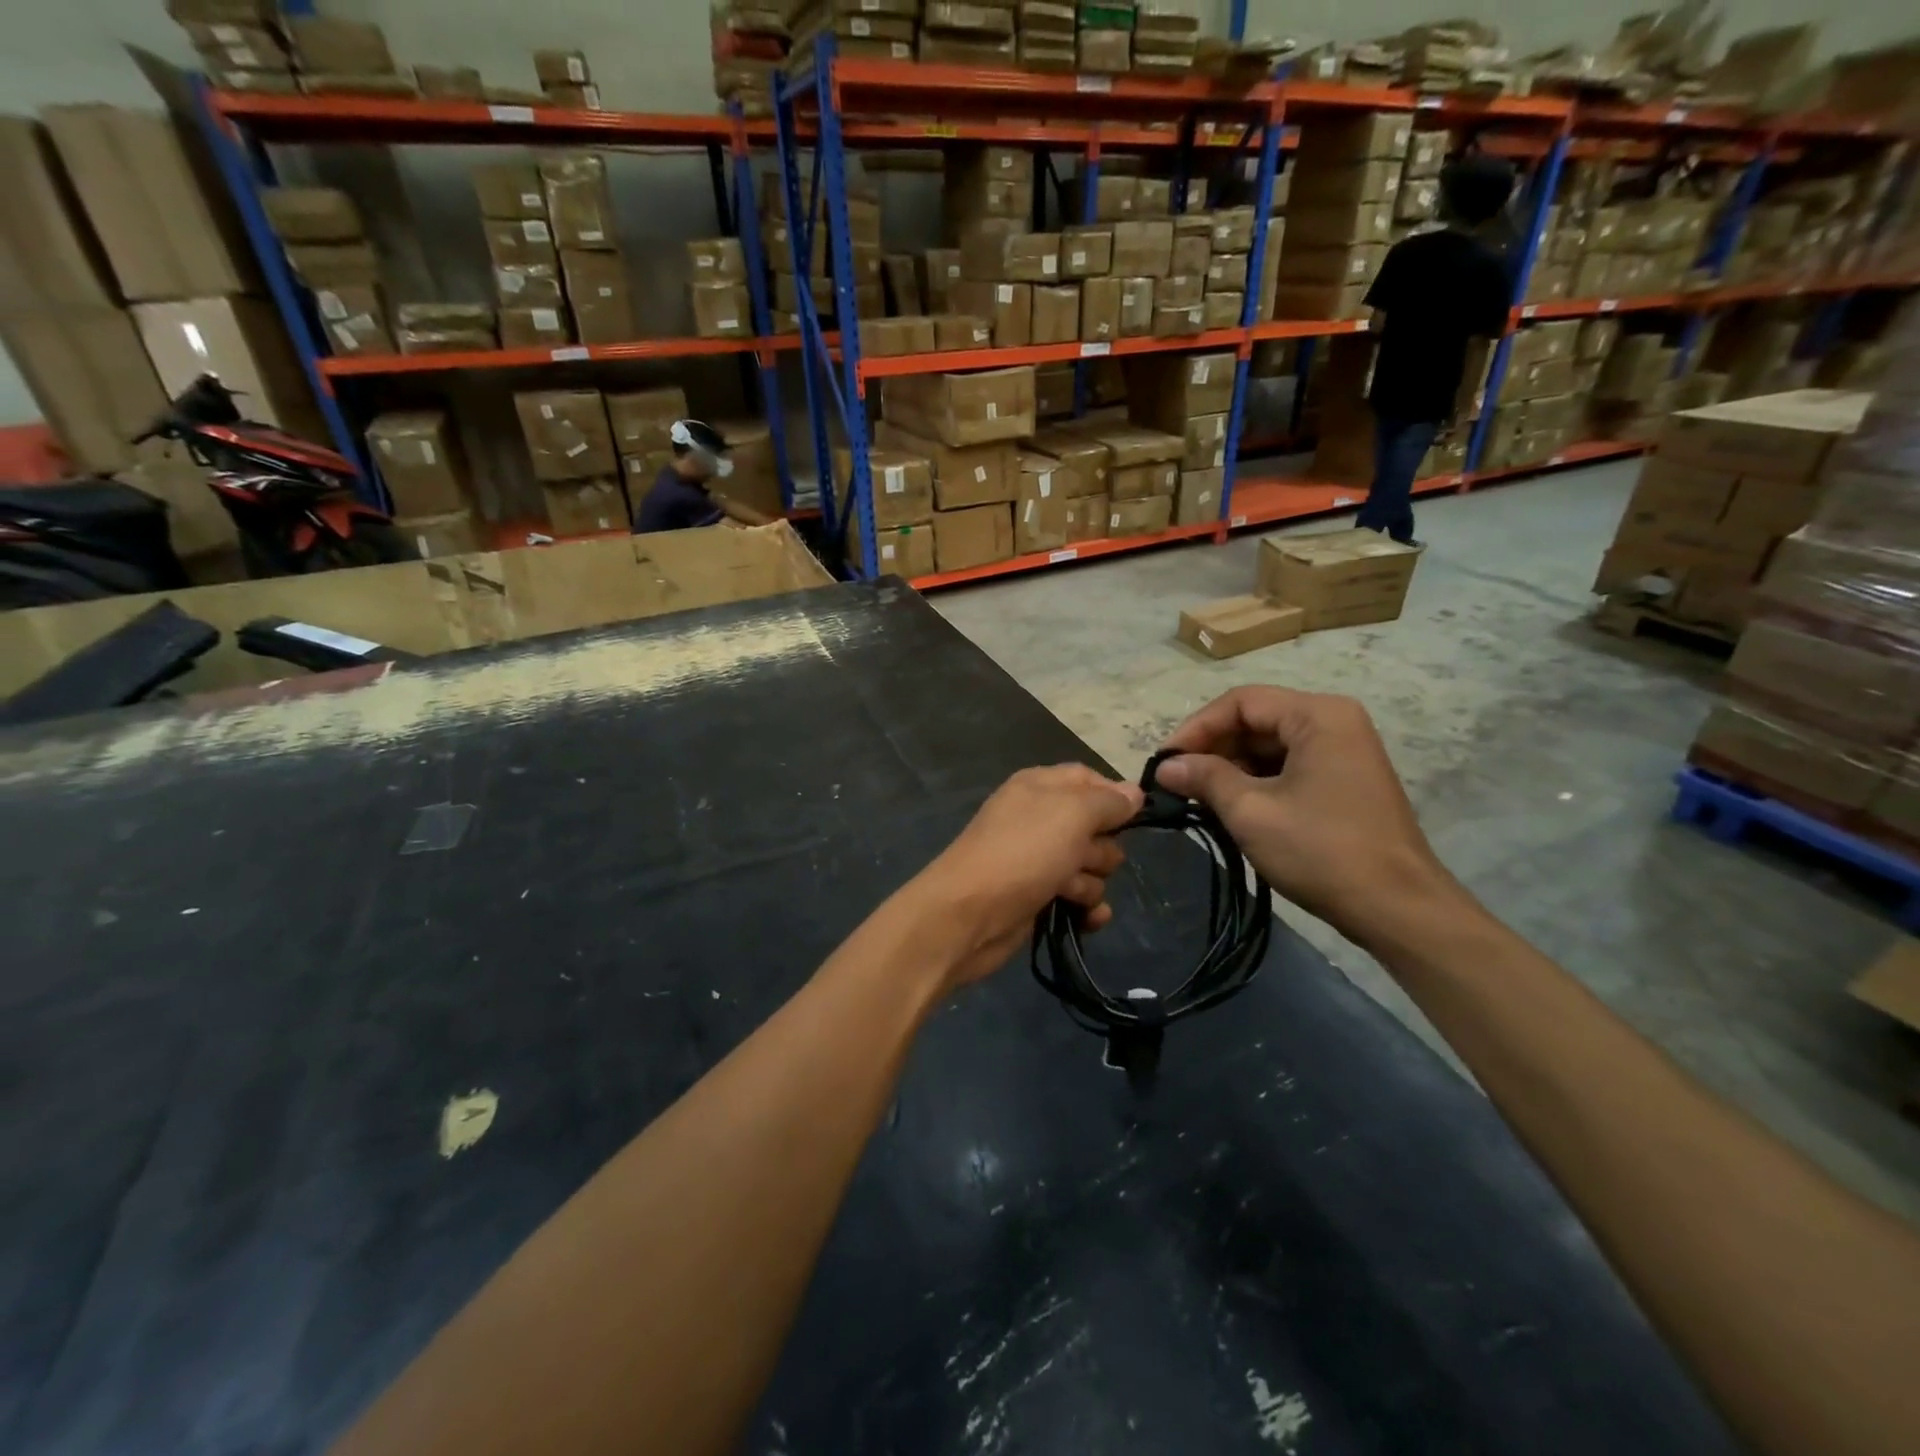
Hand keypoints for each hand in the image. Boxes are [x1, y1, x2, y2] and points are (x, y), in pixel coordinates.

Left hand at [907, 765, 1142, 991]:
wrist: (968, 914)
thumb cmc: (1022, 853)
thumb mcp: (1071, 814)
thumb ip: (1108, 801)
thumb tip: (1134, 793)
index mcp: (1040, 787)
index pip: (1090, 780)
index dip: (1113, 797)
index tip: (1133, 818)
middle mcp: (1038, 819)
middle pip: (1095, 826)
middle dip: (1102, 846)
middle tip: (1083, 858)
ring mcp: (1037, 860)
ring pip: (1091, 866)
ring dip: (1091, 882)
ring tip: (1070, 891)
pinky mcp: (1038, 897)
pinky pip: (1079, 898)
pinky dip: (1087, 909)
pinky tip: (1086, 918)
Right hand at [1155, 687, 1464, 949]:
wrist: (1397, 909)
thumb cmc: (1321, 851)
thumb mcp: (1251, 811)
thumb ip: (1204, 778)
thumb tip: (1165, 765)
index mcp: (1318, 715)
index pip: (1241, 702)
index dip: (1196, 728)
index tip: (1164, 761)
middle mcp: (1334, 722)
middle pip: (1256, 720)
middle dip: (1212, 749)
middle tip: (1175, 781)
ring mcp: (1343, 752)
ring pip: (1269, 746)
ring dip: (1230, 768)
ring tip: (1196, 797)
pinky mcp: (1343, 781)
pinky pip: (1288, 767)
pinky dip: (1255, 782)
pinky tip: (1230, 807)